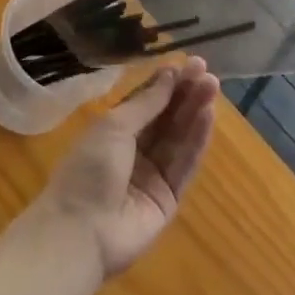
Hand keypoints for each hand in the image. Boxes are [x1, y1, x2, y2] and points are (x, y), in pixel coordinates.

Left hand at [35, 58, 218, 279]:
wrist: (81, 231)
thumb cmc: (89, 169)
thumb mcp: (114, 126)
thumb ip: (146, 103)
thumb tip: (169, 74)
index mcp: (114, 130)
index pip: (146, 101)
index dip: (166, 83)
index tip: (188, 63)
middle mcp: (135, 150)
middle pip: (166, 117)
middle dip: (185, 94)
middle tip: (207, 72)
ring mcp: (152, 174)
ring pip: (178, 137)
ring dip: (195, 112)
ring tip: (212, 86)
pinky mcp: (168, 197)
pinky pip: (185, 164)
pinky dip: (197, 140)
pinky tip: (208, 117)